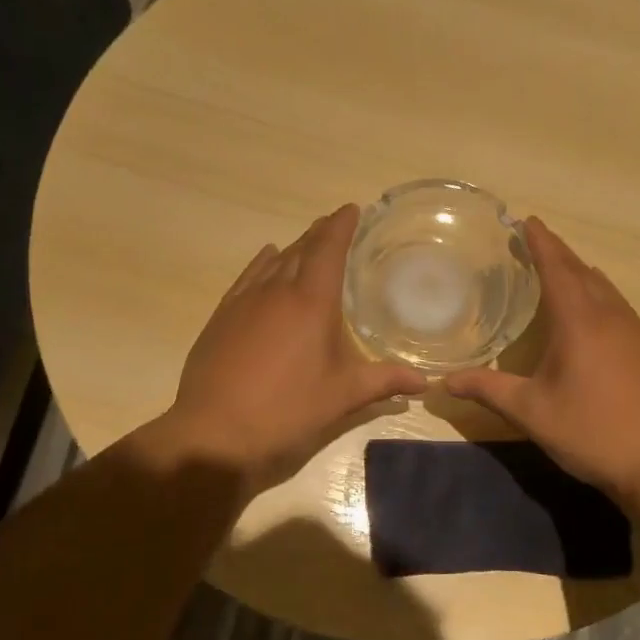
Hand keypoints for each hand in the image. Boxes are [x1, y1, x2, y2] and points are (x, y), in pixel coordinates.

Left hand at [156, 205, 425, 493]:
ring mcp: (244, 301)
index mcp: (311, 302)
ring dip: (294, 247)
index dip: (341, 225)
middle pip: (301, 249)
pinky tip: (267, 260)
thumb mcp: (342, 397)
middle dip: (320, 233)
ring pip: (273, 261)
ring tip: (307, 242)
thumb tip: (424, 381)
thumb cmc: (287, 410)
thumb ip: (384, 382)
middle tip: (336, 225)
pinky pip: (248, 276)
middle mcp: (276, 290)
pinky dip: (263, 263)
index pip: (328, 249)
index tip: (352, 209)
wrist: (215, 431)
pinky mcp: (222, 316)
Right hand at [443, 217, 639, 506]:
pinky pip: (618, 306)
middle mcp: (610, 317)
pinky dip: (598, 294)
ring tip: (559, 269)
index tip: (526, 221)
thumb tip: (445, 382)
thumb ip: (488, 390)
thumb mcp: (531, 412)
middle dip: (557, 252)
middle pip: (582, 272)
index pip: (557, 268)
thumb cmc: (591, 432)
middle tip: (534, 240)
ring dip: (580, 272)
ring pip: (604, 288)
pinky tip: (591, 312)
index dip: (540, 243)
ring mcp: (635, 332)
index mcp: (579, 322)